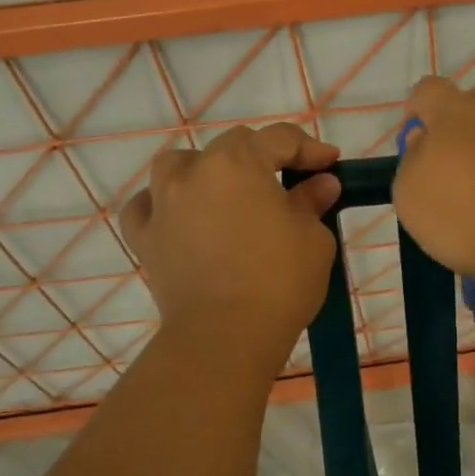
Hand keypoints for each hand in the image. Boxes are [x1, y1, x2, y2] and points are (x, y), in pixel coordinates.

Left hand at [118, 124, 342, 358]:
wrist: (224, 336)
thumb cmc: (278, 281)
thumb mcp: (312, 238)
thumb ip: (312, 202)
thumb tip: (320, 185)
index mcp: (239, 163)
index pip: (279, 139)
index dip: (309, 148)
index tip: (329, 165)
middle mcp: (195, 173)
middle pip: (231, 146)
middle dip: (263, 157)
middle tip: (288, 183)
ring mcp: (163, 204)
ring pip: (178, 166)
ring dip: (204, 170)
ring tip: (225, 193)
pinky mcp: (145, 239)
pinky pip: (146, 208)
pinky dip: (163, 205)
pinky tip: (180, 217)